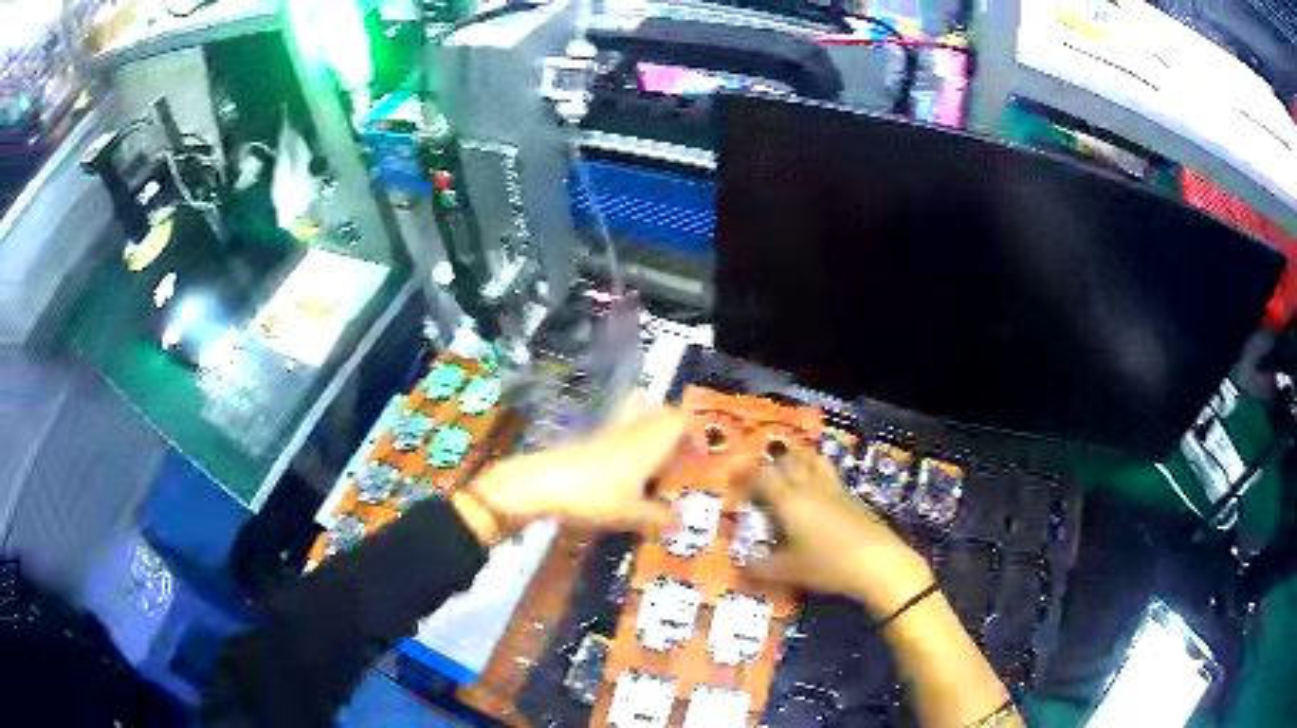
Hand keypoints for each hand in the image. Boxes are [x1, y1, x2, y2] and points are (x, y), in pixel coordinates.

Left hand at [464, 408, 686, 542]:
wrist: (540, 484)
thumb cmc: (593, 496)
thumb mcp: (630, 514)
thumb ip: (657, 518)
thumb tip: (680, 523)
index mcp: (649, 442)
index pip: (680, 421)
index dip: (695, 434)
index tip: (701, 457)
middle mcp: (632, 431)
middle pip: (661, 415)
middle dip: (676, 432)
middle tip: (681, 461)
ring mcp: (608, 433)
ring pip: (639, 419)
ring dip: (653, 435)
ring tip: (656, 465)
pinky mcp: (588, 441)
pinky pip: (620, 432)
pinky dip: (631, 445)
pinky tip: (627, 475)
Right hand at [745, 448, 933, 616]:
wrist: (878, 562)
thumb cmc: (828, 565)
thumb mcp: (789, 572)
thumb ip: (761, 568)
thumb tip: (742, 565)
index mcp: (789, 501)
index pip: (762, 477)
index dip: (746, 479)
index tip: (736, 490)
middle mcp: (809, 487)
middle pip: (788, 460)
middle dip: (770, 466)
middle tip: (759, 482)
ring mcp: (833, 488)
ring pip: (811, 460)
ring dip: (796, 461)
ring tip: (787, 476)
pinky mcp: (850, 496)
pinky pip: (827, 473)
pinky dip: (815, 473)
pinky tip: (815, 493)